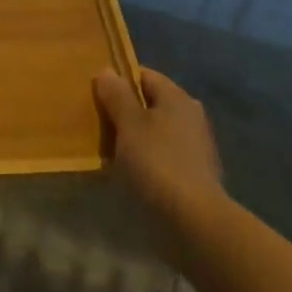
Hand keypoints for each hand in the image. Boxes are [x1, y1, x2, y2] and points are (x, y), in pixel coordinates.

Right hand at [93, 68, 224, 221]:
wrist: (193, 219)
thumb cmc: (157, 162)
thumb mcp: (129, 124)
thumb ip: (117, 96)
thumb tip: (107, 71)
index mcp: (177, 97)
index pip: (144, 75)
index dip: (119, 80)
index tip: (95, 93)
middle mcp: (190, 115)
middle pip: (150, 103)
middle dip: (125, 109)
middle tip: (97, 119)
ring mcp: (195, 144)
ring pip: (156, 129)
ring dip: (134, 135)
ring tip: (108, 146)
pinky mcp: (194, 171)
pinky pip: (162, 153)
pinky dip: (146, 156)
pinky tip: (129, 169)